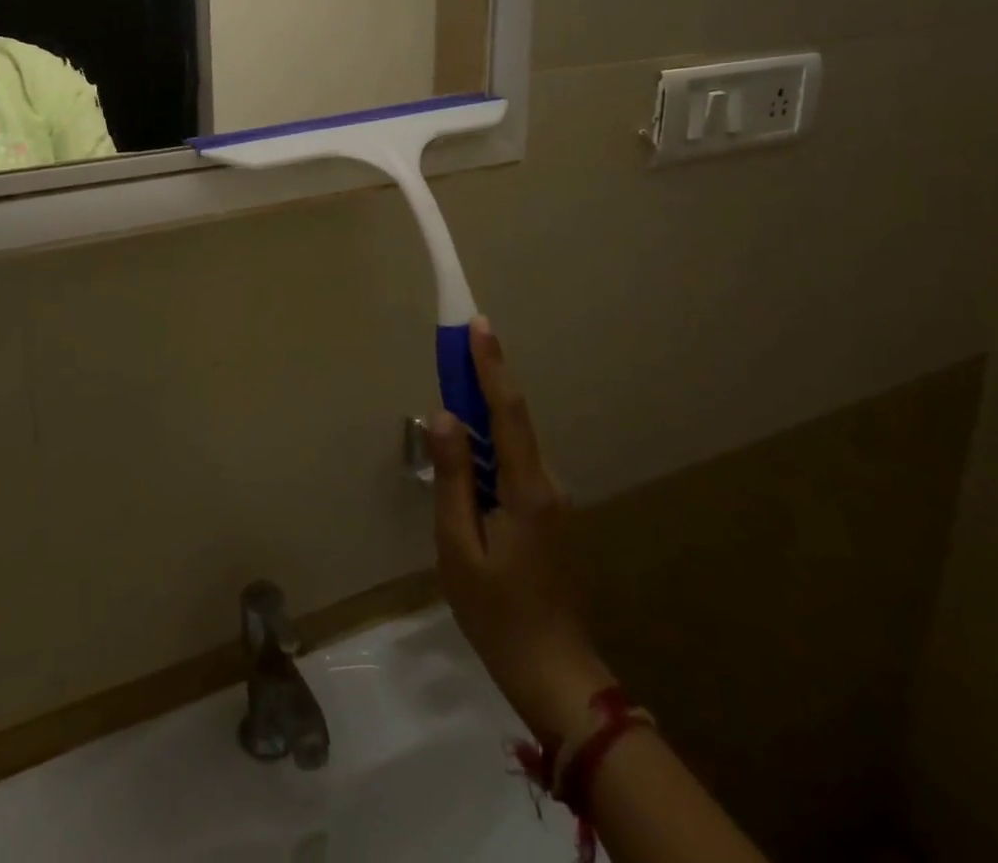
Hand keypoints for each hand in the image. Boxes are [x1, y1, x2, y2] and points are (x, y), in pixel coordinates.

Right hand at [428, 317, 613, 746]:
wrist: (554, 673)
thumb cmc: (497, 613)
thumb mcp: (458, 546)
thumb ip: (453, 478)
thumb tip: (444, 416)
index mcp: (527, 488)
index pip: (508, 411)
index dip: (491, 364)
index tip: (478, 324)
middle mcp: (546, 483)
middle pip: (510, 419)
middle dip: (482, 378)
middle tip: (452, 346)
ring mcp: (551, 499)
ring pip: (511, 443)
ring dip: (481, 415)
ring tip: (448, 407)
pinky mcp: (546, 514)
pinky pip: (512, 465)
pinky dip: (488, 447)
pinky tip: (465, 463)